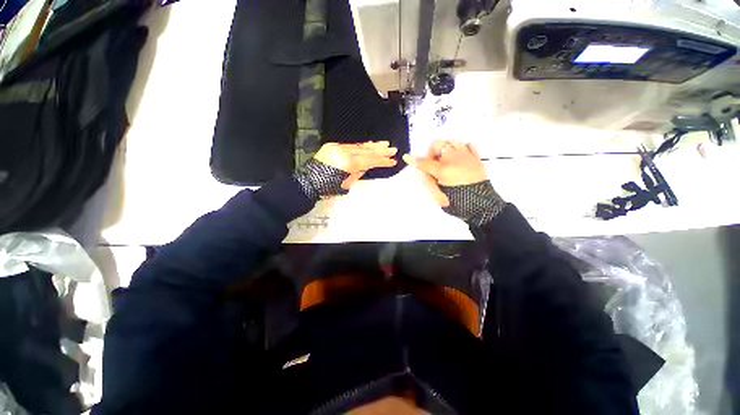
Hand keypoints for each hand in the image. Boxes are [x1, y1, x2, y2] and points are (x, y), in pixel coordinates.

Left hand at [294, 141, 397, 201]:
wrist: (308, 183)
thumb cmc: (327, 188)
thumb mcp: (346, 184)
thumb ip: (358, 173)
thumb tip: (367, 166)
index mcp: (348, 163)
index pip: (369, 160)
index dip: (382, 161)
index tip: (392, 161)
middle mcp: (343, 152)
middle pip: (366, 150)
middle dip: (380, 150)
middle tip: (392, 149)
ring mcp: (337, 148)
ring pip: (359, 146)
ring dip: (372, 146)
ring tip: (384, 144)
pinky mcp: (333, 146)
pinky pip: (350, 145)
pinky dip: (360, 146)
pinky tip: (368, 145)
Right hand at [403, 140, 487, 206]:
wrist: (482, 205)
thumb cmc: (458, 202)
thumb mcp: (439, 195)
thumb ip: (428, 181)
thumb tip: (420, 170)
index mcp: (443, 170)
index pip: (425, 162)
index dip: (415, 160)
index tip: (407, 157)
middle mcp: (454, 159)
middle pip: (438, 144)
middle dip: (431, 151)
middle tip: (432, 162)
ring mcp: (466, 156)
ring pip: (452, 141)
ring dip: (445, 148)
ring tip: (445, 158)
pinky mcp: (476, 158)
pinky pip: (468, 144)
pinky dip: (461, 148)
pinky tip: (459, 156)